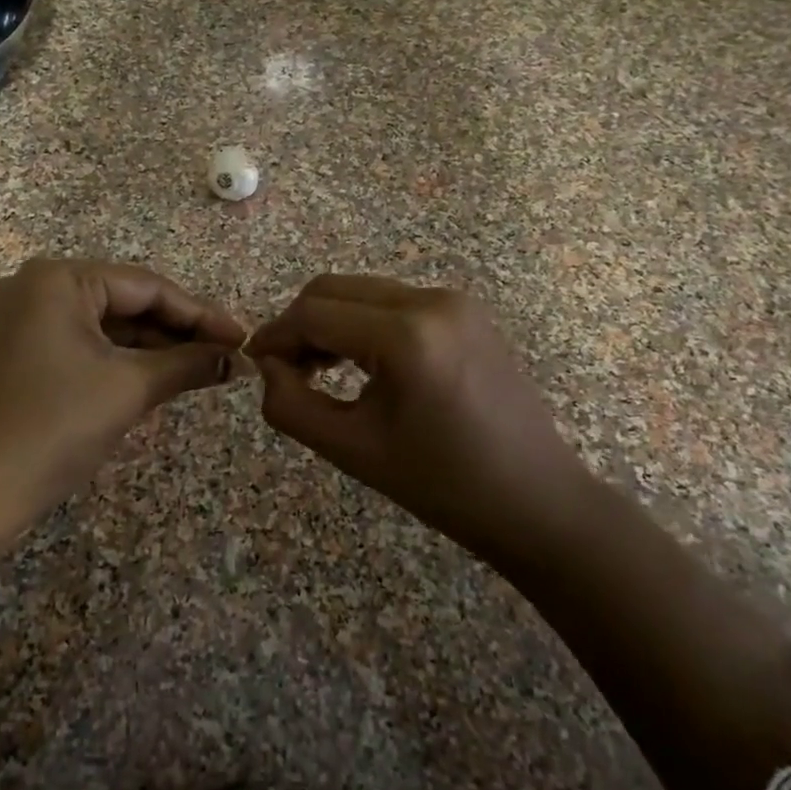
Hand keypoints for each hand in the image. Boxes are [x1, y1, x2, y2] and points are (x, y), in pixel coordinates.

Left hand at [0, 259, 245, 645]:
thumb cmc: (53, 427)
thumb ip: (188, 364)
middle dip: (179, 331)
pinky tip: (160, 376)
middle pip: (126, 302)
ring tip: (204, 368)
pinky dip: (122, 361)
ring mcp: (24, 320)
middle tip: (228, 354)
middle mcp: (37, 287)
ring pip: (107, 326)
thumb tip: (237, 358)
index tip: (243, 337)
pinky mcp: (21, 353)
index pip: (146, 286)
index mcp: (58, 278)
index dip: (200, 313)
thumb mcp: (129, 388)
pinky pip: (84, 345)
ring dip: (154, 348)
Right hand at [246, 275, 588, 563]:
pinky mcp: (466, 311)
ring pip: (362, 292)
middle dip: (299, 325)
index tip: (255, 366)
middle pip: (334, 290)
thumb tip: (267, 368)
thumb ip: (289, 405)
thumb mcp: (351, 450)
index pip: (313, 314)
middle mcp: (431, 300)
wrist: (535, 500)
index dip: (275, 337)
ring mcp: (454, 301)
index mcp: (406, 335)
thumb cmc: (442, 485)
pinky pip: (393, 302)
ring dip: (330, 322)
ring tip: (318, 371)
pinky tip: (360, 363)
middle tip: (286, 372)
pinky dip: (363, 324)